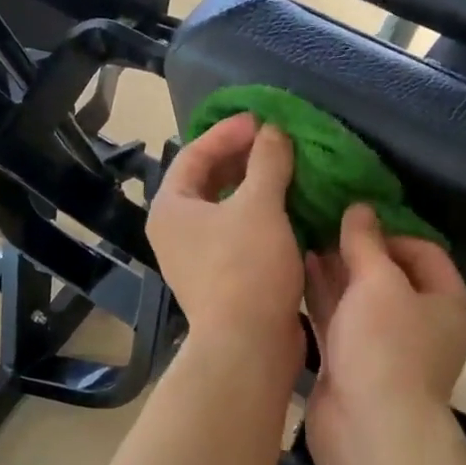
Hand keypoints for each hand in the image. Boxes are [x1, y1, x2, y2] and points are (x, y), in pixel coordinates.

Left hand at [149, 112, 305, 359]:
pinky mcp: (223, 278)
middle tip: (278, 143)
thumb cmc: (246, 268)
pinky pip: (241, 234)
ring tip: (291, 171)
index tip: (262, 119)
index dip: (228, 132)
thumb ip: (267, 162)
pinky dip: (263, 217)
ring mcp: (199, 258)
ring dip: (257, 189)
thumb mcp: (259, 206)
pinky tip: (293, 210)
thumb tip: (273, 132)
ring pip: (228, 210)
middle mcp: (177, 231)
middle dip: (244, 159)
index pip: (194, 154)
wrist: (248, 344)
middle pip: (209, 181)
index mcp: (172, 208)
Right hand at [304, 203, 465, 454]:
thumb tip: (360, 207)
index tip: (352, 219)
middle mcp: (422, 322)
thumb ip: (366, 242)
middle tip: (320, 221)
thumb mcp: (379, 282)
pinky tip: (297, 269)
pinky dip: (323, 297)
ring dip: (335, 270)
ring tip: (302, 237)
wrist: (368, 429)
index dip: (388, 231)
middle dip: (356, 249)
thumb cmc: (386, 347)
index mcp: (448, 302)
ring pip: (360, 297)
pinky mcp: (354, 363)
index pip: (423, 251)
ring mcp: (386, 345)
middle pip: (389, 274)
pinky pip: (339, 320)